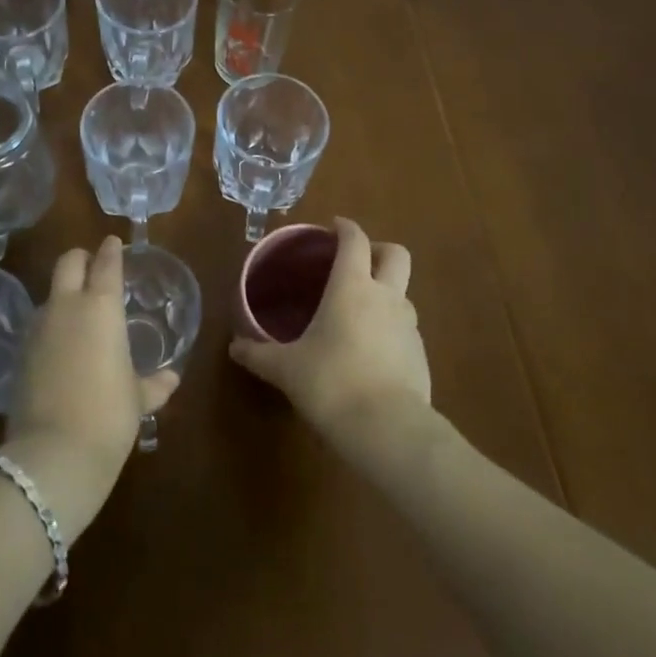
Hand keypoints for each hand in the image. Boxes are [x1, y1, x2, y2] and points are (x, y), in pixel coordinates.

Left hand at [0, 236, 179, 539]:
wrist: (52, 454)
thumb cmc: (108, 416)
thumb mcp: (136, 399)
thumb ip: (153, 384)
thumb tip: (171, 379)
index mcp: (101, 307)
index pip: (106, 263)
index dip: (111, 250)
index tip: (114, 243)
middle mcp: (66, 307)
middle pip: (68, 262)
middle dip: (80, 258)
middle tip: (92, 266)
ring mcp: (38, 329)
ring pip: (50, 294)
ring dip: (63, 295)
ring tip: (78, 313)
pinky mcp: (19, 354)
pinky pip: (38, 326)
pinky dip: (50, 327)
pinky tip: (60, 348)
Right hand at [228, 217, 429, 446]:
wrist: (388, 429)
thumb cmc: (330, 383)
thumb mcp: (286, 369)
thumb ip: (259, 354)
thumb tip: (234, 347)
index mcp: (351, 286)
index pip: (355, 240)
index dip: (345, 228)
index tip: (333, 227)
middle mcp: (385, 296)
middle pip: (396, 254)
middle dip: (379, 250)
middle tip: (357, 262)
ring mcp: (409, 325)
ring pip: (403, 292)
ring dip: (386, 291)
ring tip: (360, 312)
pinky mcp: (421, 355)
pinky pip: (406, 329)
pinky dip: (391, 328)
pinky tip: (371, 352)